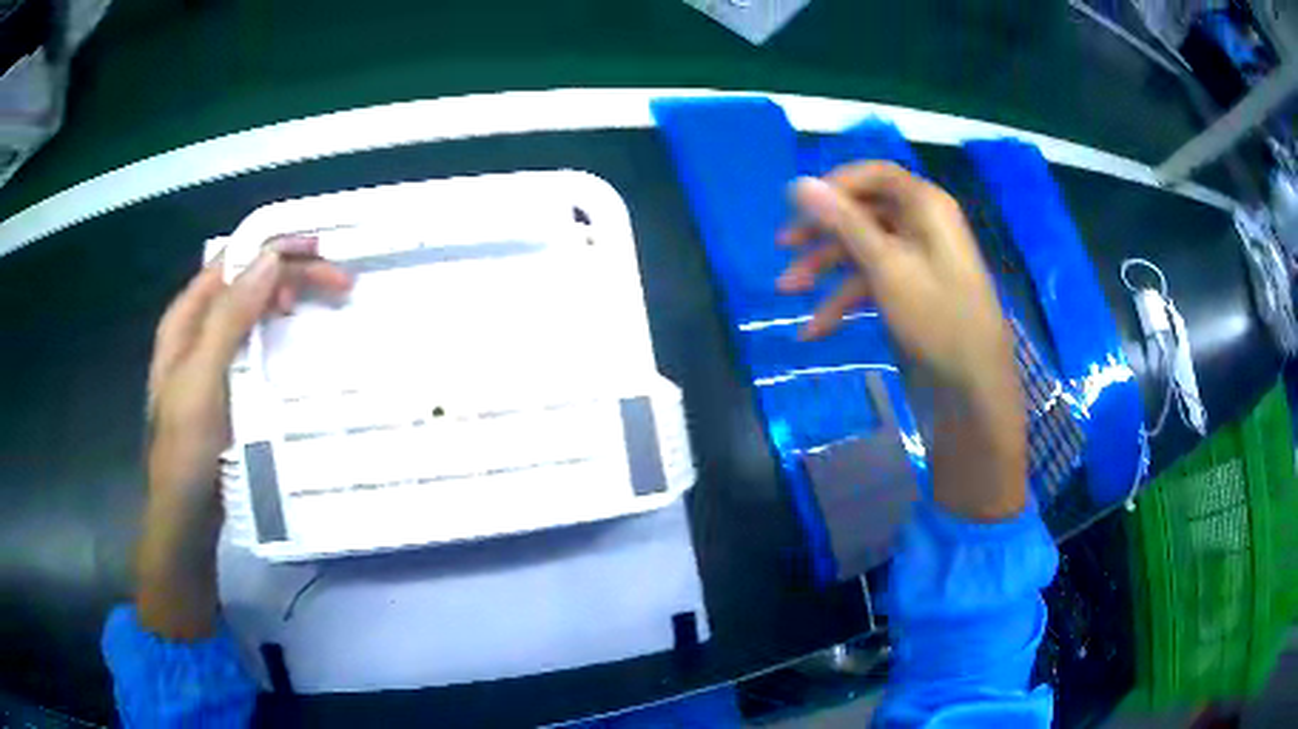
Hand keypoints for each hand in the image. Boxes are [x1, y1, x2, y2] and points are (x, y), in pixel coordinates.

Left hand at [138, 237, 351, 638]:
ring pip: (254, 309)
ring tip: (326, 303)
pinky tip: (299, 336)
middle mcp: (199, 330)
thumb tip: (270, 261)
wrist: (185, 518)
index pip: (233, 262)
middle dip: (291, 273)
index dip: (274, 248)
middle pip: (247, 282)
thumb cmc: (186, 452)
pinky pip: (257, 341)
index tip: (320, 250)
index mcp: (186, 319)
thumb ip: (229, 319)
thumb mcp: (202, 380)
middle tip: (340, 282)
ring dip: (289, 297)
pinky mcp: (229, 385)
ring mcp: (213, 358)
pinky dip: (282, 330)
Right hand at [776, 162, 1011, 395]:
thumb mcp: (885, 265)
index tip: (801, 205)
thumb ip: (842, 221)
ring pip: (864, 250)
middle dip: (822, 232)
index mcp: (924, 205)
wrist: (975, 382)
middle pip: (864, 213)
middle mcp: (922, 225)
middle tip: (783, 246)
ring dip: (826, 270)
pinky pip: (874, 282)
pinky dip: (846, 300)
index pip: (875, 175)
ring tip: (787, 290)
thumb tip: (799, 182)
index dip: (836, 184)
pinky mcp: (913, 291)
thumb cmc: (935, 314)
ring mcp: (918, 259)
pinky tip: (815, 328)